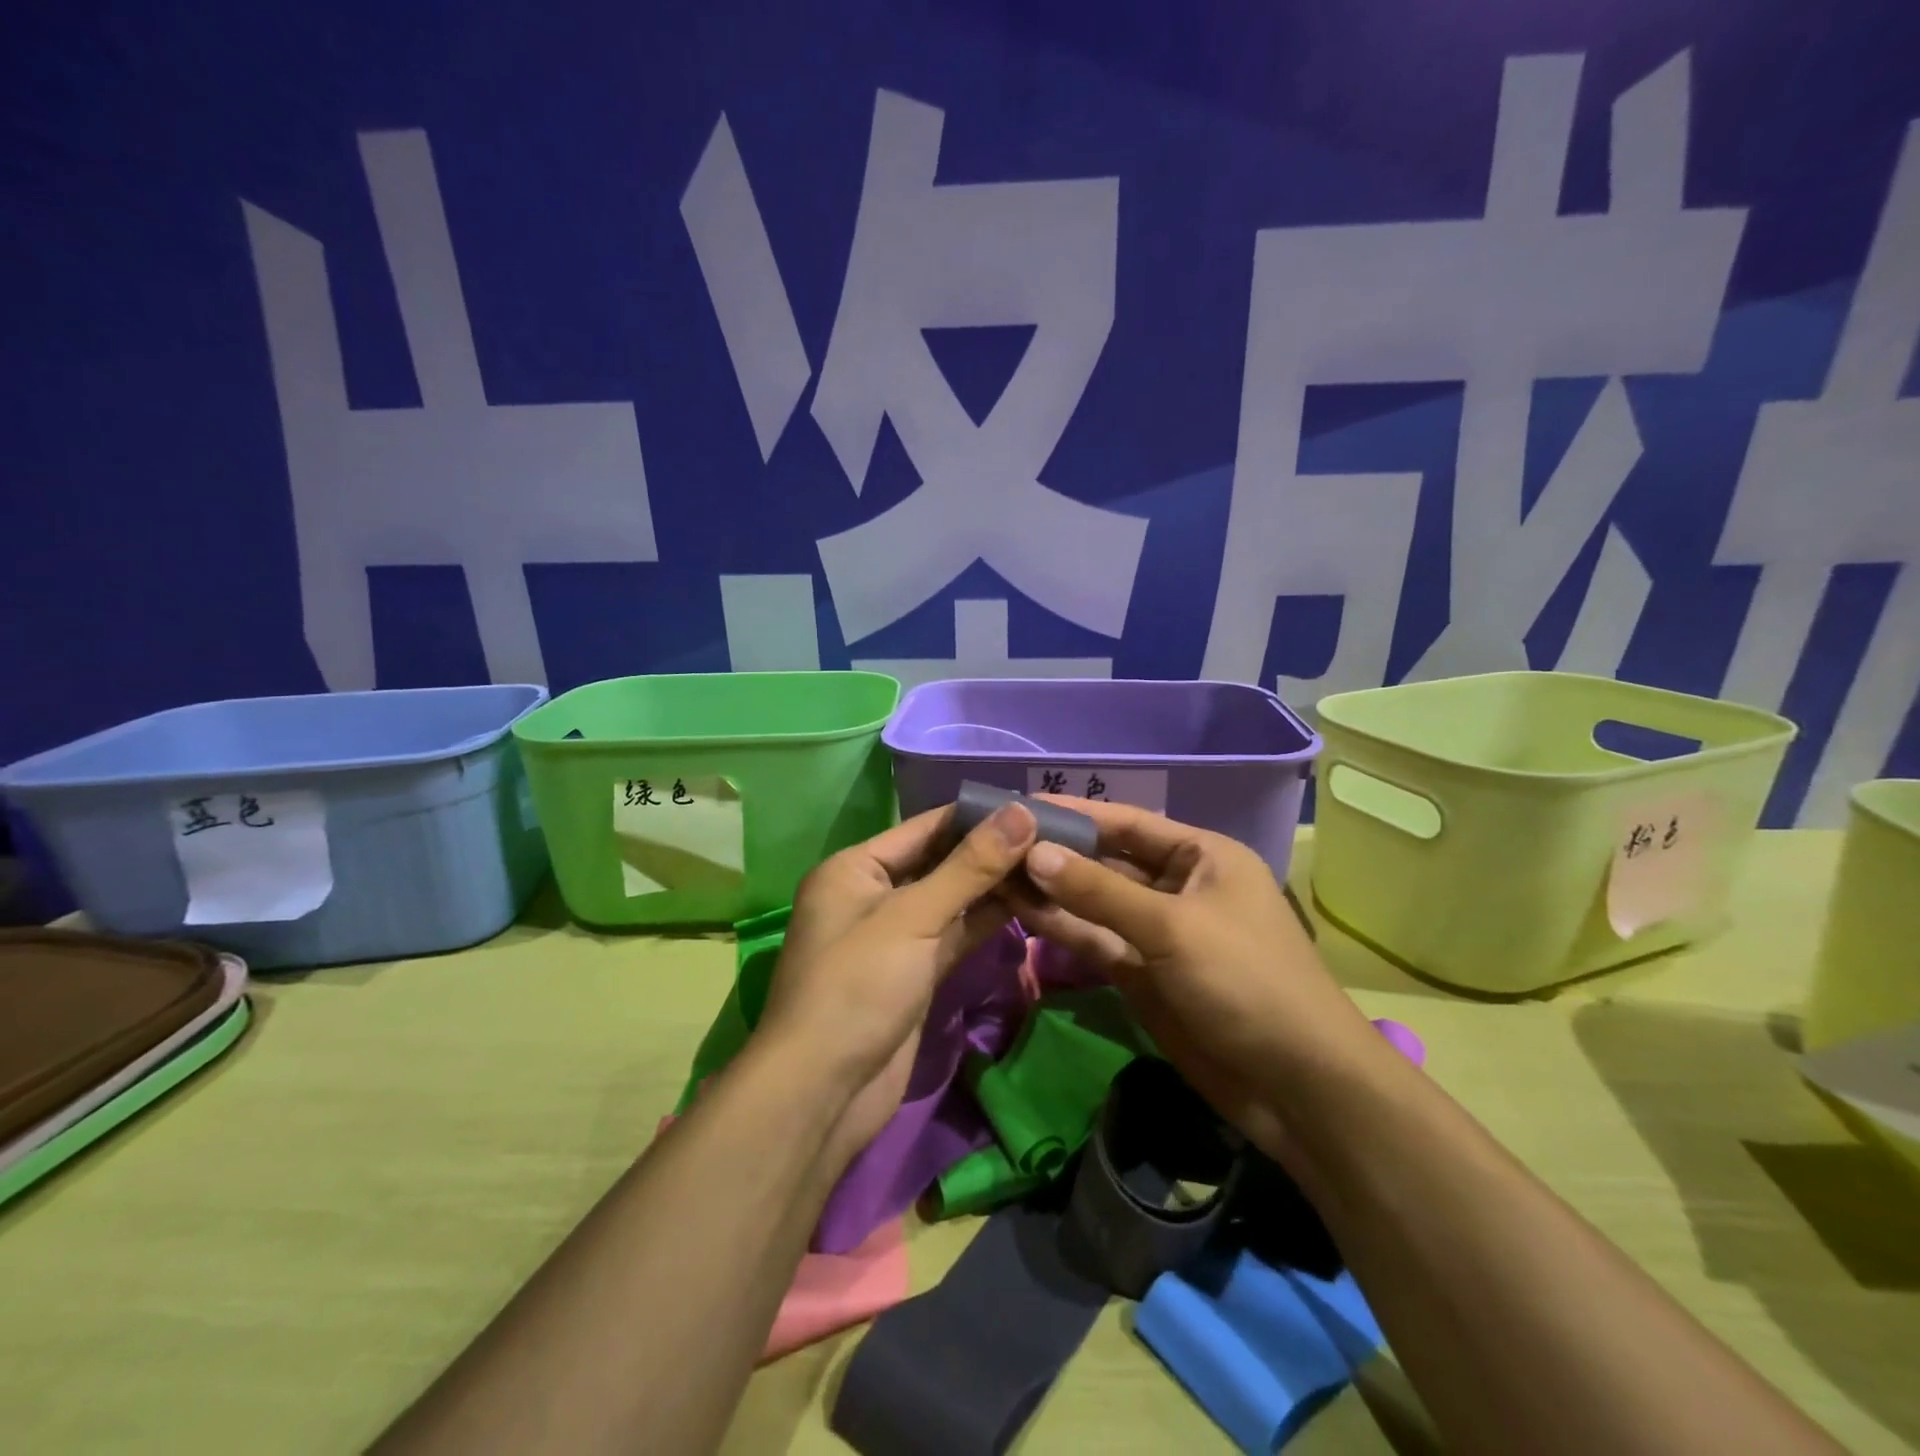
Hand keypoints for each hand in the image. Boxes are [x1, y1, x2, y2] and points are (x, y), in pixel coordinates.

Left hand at [754, 800, 1038, 1173]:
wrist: (824, 1092)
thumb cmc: (858, 987)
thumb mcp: (913, 918)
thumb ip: (969, 866)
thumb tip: (1021, 811)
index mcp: (855, 868)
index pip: (925, 827)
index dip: (977, 815)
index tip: (1032, 804)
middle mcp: (872, 894)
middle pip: (940, 862)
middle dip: (990, 852)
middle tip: (1053, 835)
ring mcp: (894, 936)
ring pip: (952, 900)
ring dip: (995, 887)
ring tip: (1052, 864)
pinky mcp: (914, 972)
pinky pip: (954, 935)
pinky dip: (987, 922)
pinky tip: (1030, 905)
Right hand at [1006, 797, 1387, 1162]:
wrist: (1296, 1087)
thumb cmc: (1245, 982)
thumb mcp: (1172, 927)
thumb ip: (1098, 890)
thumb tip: (1033, 852)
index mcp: (1202, 857)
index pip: (1128, 822)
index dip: (1075, 813)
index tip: (1020, 805)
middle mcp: (1178, 886)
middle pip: (1106, 861)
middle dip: (1056, 853)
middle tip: (994, 843)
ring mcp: (1158, 932)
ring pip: (1096, 903)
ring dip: (1052, 891)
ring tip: (995, 874)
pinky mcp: (1142, 974)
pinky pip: (1097, 940)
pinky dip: (1063, 928)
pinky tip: (1021, 912)